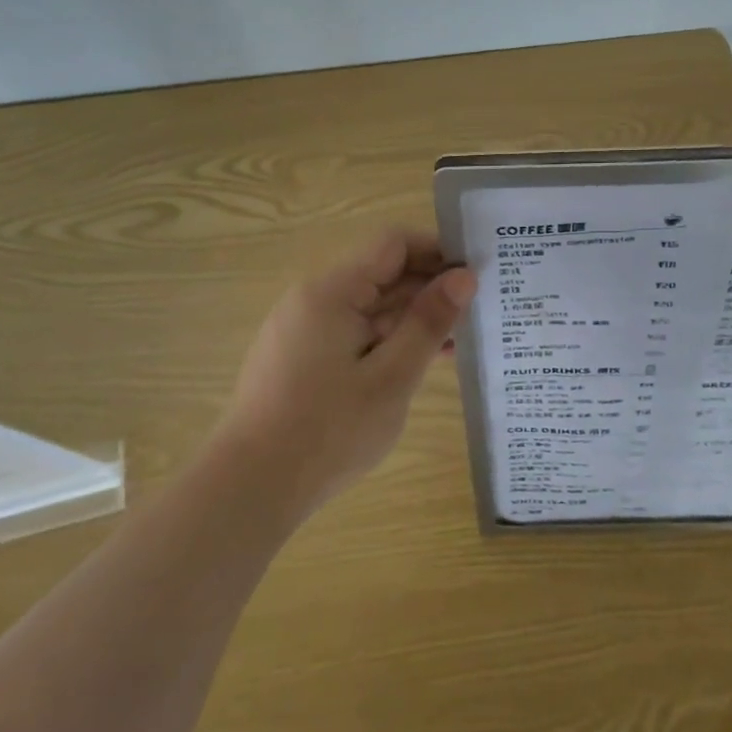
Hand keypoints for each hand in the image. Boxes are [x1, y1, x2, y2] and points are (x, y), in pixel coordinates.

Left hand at [222, 229, 475, 513]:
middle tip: (480, 310)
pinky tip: (421, 362)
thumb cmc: (328, 431)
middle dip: (430, 288)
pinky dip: (388, 341)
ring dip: (412, 319)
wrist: (250, 486)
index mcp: (332, 291)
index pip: (393, 245)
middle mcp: (314, 299)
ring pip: (370, 307)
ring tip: (461, 341)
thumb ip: (429, 322)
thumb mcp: (392, 377)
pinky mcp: (301, 358)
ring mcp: (304, 329)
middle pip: (382, 275)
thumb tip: (463, 276)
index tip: (477, 273)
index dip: (438, 251)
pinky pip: (354, 333)